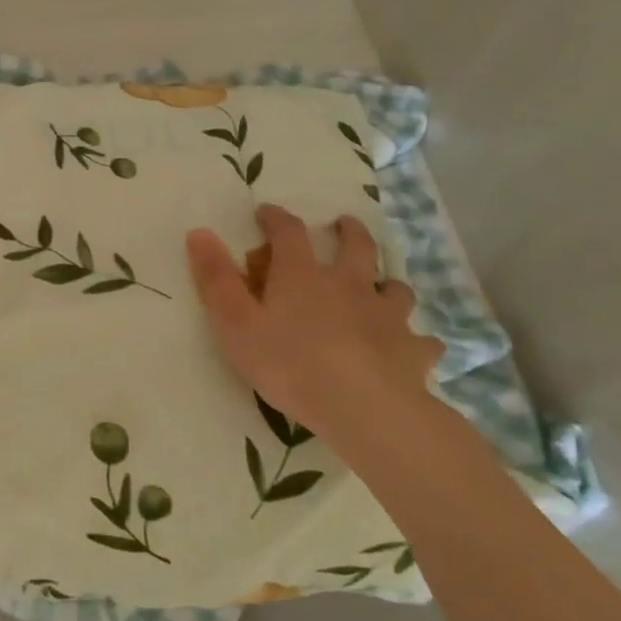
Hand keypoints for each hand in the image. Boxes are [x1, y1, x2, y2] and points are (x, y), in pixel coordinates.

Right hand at [186, 206, 443, 451]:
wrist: (363, 407)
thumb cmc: (289, 363)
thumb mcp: (235, 323)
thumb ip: (216, 279)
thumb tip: (199, 232)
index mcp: (303, 275)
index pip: (289, 232)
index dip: (277, 219)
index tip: (266, 213)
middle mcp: (350, 284)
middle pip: (357, 246)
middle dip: (348, 231)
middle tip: (344, 225)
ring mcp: (387, 316)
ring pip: (395, 288)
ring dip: (387, 283)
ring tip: (382, 288)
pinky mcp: (413, 350)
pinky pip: (422, 340)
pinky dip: (415, 340)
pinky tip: (412, 348)